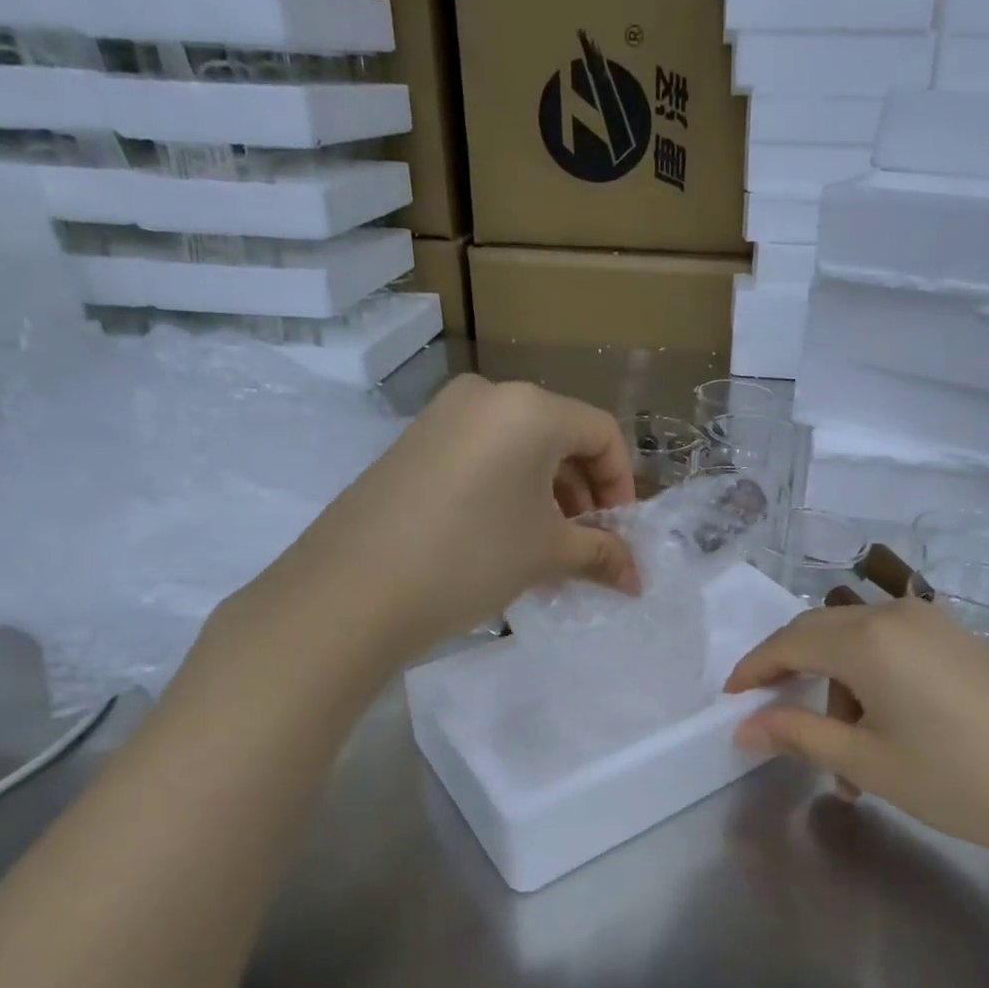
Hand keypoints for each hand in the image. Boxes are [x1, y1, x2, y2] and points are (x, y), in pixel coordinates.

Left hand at [229, 375, 638, 676]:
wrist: (352, 591)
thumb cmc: (471, 557)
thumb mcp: (547, 554)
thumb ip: (601, 555)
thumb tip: (636, 579)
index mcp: (529, 408)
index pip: (601, 433)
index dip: (622, 485)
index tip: (619, 533)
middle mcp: (487, 396)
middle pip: (560, 437)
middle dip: (583, 495)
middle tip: (586, 546)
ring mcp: (442, 417)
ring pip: (519, 450)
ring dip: (546, 498)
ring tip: (546, 552)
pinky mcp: (412, 444)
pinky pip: (481, 458)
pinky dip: (507, 493)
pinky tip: (502, 541)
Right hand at [725, 598, 988, 874]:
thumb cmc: (959, 779)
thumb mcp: (867, 763)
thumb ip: (799, 735)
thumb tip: (744, 727)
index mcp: (868, 639)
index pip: (789, 641)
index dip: (753, 668)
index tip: (729, 699)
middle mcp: (896, 615)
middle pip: (819, 631)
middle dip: (790, 673)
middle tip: (774, 720)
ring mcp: (933, 623)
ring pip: (857, 642)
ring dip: (836, 688)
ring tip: (845, 756)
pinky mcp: (958, 640)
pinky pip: (892, 648)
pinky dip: (871, 682)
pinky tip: (884, 732)